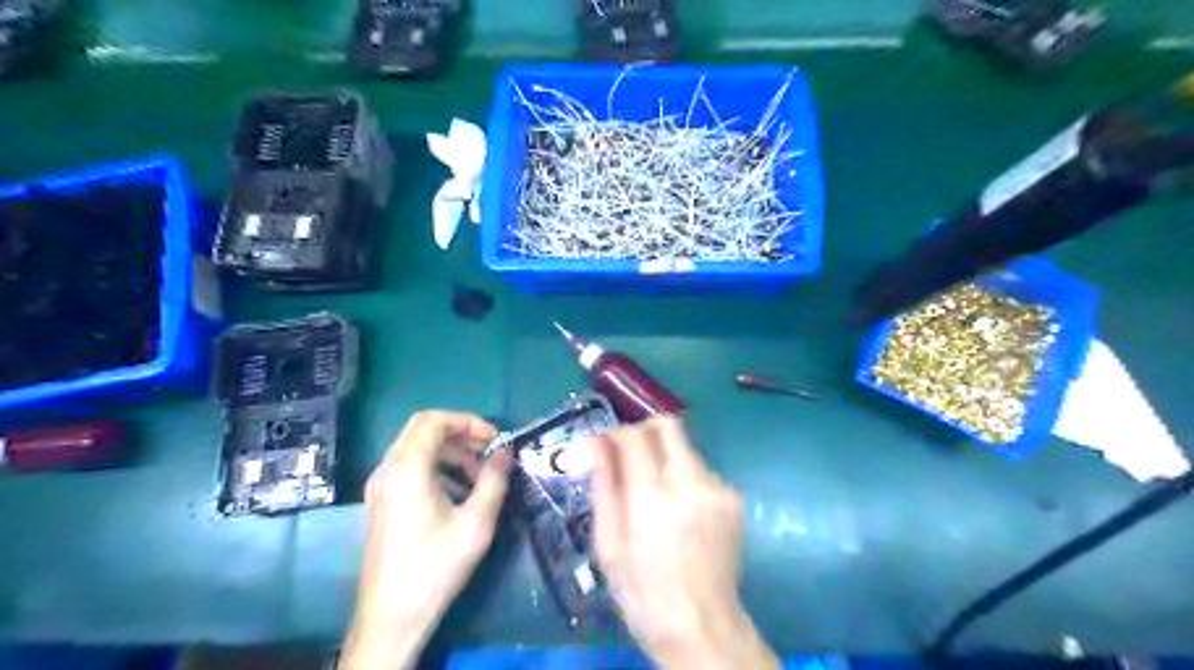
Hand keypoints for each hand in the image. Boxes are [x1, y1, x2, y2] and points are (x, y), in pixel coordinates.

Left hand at [342, 412, 514, 668]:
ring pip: (416, 448)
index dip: (468, 421)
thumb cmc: (436, 566)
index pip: (434, 421)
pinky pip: (409, 468)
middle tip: (489, 452)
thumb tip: (506, 452)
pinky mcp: (381, 502)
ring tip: (479, 476)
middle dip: (460, 434)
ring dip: (450, 452)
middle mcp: (387, 470)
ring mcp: (380, 486)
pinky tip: (458, 493)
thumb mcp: (477, 522)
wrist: (392, 616)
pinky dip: (437, 467)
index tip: (495, 440)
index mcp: (407, 469)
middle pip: (423, 429)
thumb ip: (494, 479)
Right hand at [593, 416, 780, 669]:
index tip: (608, 446)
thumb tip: (596, 441)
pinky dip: (689, 480)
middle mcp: (689, 482)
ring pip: (688, 449)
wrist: (700, 624)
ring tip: (660, 496)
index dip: (618, 433)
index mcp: (650, 495)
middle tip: (634, 453)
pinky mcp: (734, 500)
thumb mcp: (608, 543)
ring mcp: (717, 489)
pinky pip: (705, 473)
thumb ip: (604, 484)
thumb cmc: (641, 588)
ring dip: (669, 459)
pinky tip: (684, 512)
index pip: (635, 435)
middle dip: (648, 431)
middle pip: (670, 426)